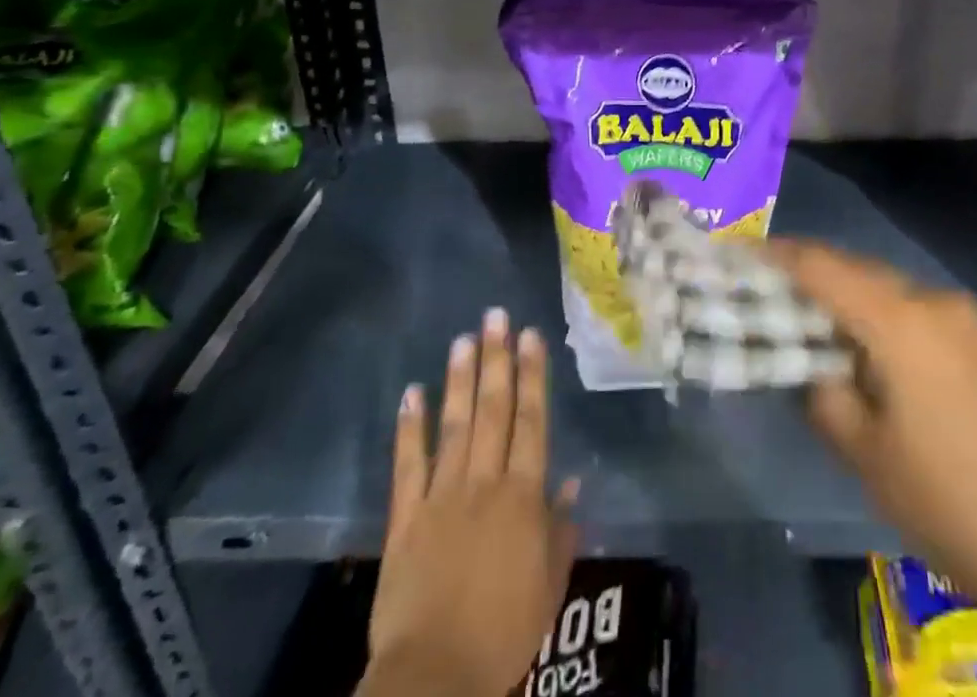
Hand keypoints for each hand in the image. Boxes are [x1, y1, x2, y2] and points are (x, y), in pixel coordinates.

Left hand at [360, 310, 579, 696]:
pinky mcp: (405, 520)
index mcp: (522, 496)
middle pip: (493, 410)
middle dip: (496, 360)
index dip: (532, 375)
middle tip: (495, 315)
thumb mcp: (549, 586)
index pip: (532, 421)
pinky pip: (408, 466)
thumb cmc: (503, 632)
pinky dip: (409, 429)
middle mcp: (483, 482)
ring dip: (459, 381)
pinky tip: (411, 394)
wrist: (433, 680)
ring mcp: (441, 497)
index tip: (530, 335)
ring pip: (455, 426)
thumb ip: (561, 529)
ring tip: (462, 339)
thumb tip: (571, 480)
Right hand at [765, 240, 976, 696]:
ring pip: (894, 298)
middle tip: (776, 298)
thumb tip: (813, 364)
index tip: (744, 254)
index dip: (780, 256)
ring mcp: (972, 325)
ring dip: (856, 307)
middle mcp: (937, 304)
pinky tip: (884, 369)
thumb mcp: (866, 454)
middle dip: (816, 280)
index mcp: (901, 319)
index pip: (824, 266)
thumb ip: (823, 393)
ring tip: (824, 336)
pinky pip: (926, 322)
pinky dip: (892, 328)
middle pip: (860, 275)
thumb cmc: (953, 502)